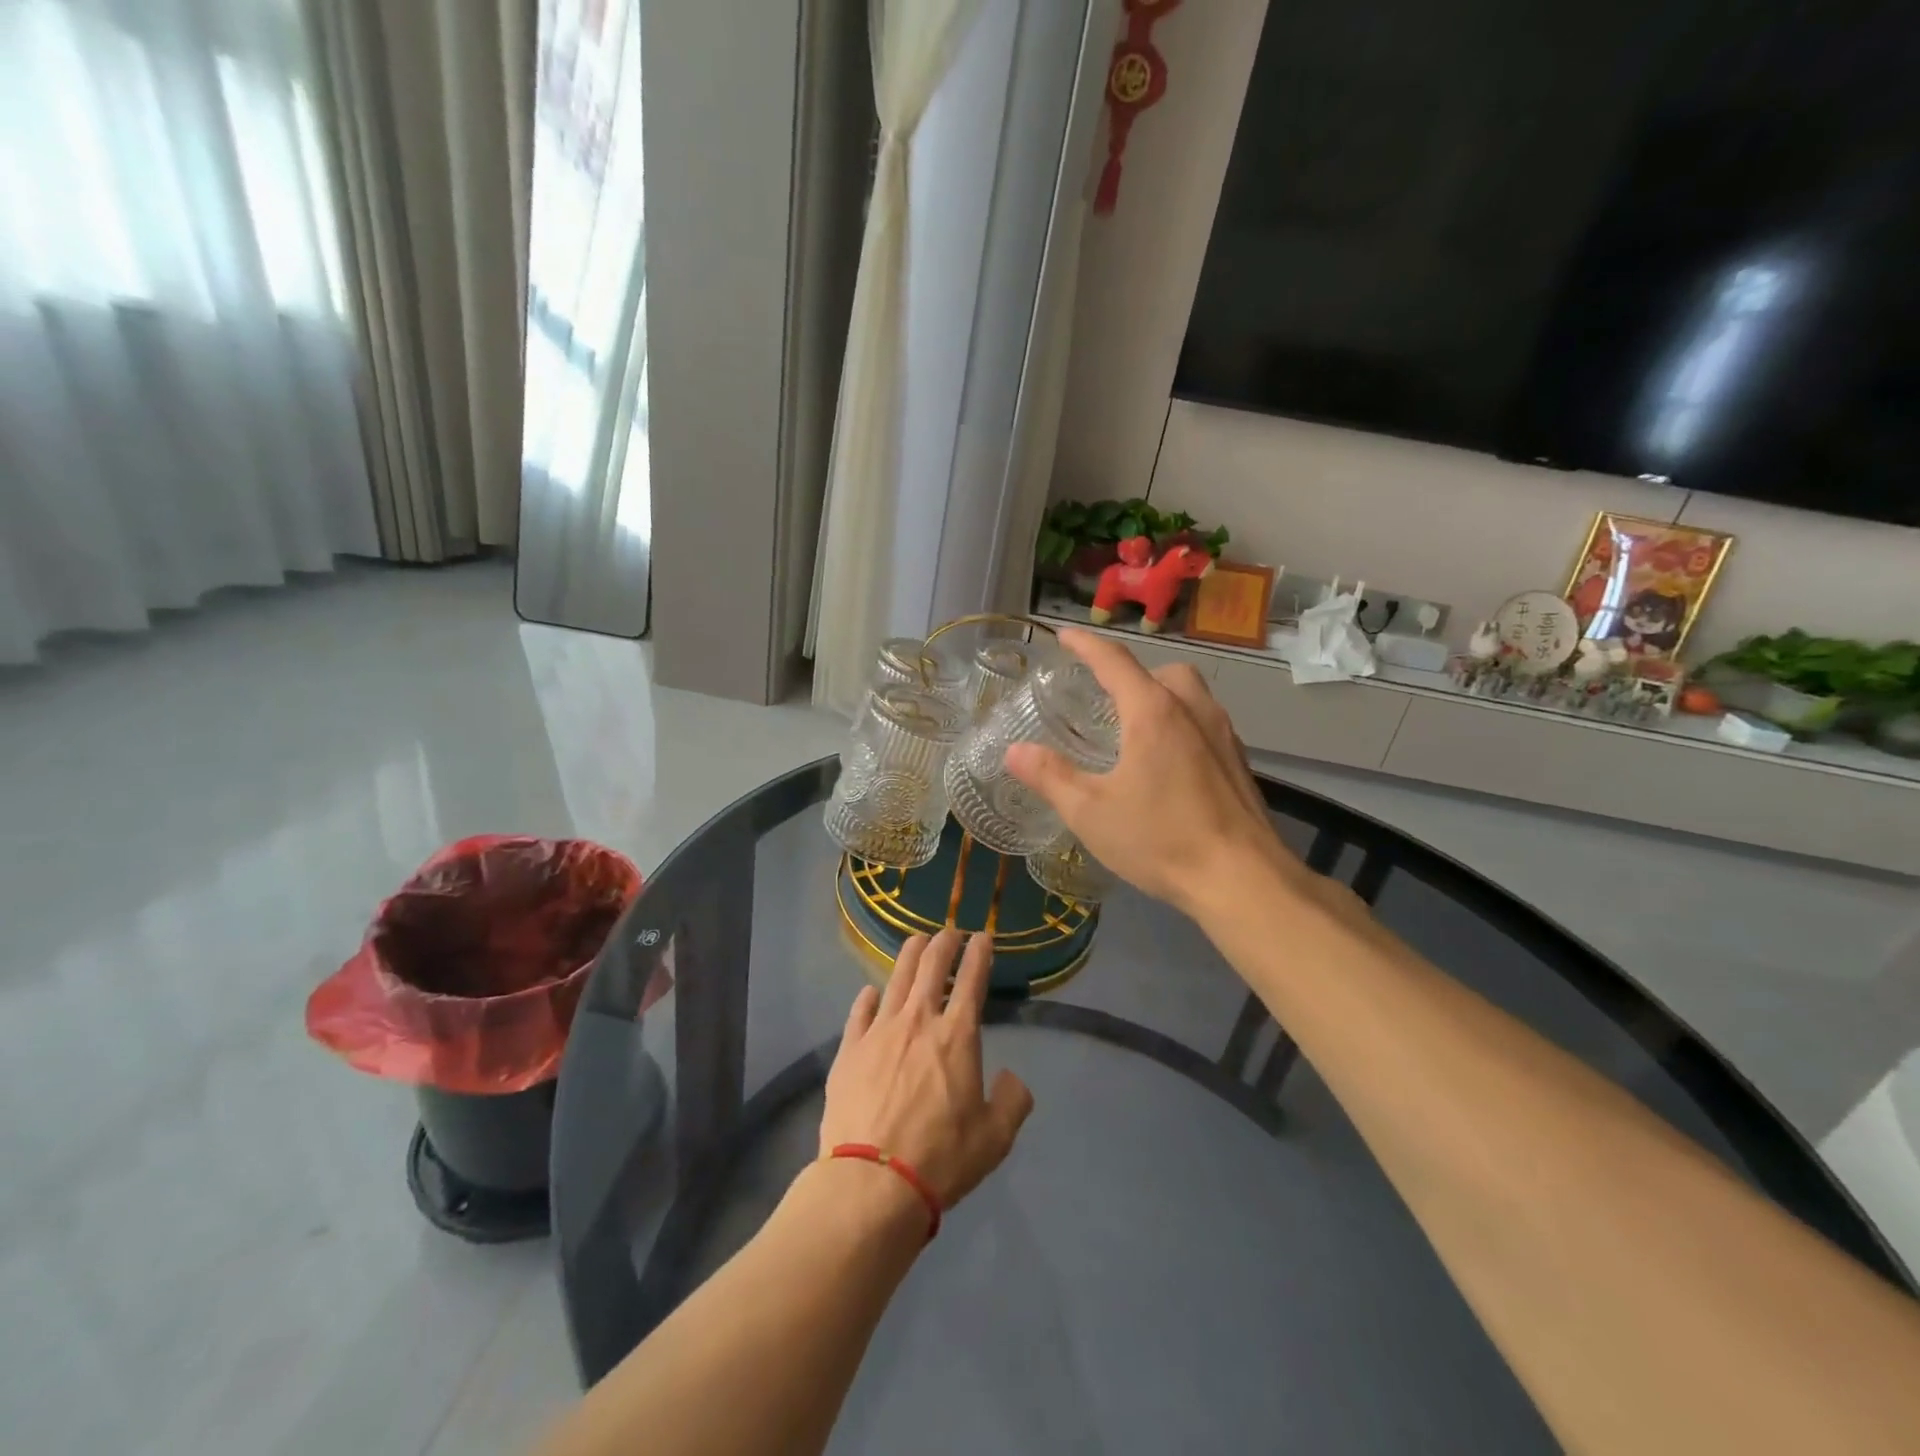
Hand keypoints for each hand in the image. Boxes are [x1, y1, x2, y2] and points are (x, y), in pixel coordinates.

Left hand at [820, 930, 1033, 1209]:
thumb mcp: (995, 1138)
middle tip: (950, 932)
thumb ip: (1012, 1101)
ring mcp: (879, 1031)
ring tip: (916, 941)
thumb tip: (1011, 1078)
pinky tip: (871, 992)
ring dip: (909, 955)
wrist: (872, 1181)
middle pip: (931, 966)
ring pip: (896, 978)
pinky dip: (868, 997)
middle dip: (944, 943)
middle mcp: (919, 1021)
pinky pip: (860, 1012)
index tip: (983, 936)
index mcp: (957, 1036)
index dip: (979, 953)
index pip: (972, 979)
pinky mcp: (849, 1049)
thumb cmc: (941, 1157)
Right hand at [1004, 628, 1297, 914]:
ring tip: (1134, 729)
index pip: (1114, 661)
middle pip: (1161, 672)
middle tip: (1104, 698)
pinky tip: (1168, 764)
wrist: (1243, 880)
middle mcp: (1193, 710)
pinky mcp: (1239, 762)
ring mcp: (1223, 735)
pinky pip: (1206, 723)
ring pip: (1190, 694)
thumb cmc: (1161, 839)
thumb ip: (1050, 777)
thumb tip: (1014, 752)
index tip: (1064, 635)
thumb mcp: (1090, 812)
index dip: (1085, 644)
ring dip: (1161, 696)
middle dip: (1131, 674)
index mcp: (1153, 712)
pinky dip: (1182, 724)